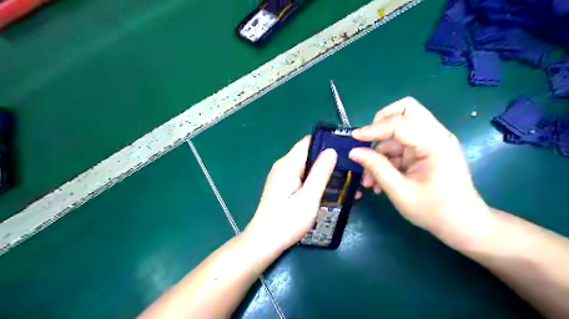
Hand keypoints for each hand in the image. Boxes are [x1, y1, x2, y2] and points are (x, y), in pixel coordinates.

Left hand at [243, 136, 336, 253]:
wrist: (264, 241)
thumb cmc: (287, 222)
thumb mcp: (308, 198)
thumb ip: (320, 173)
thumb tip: (331, 151)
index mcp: (288, 165)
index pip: (308, 142)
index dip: (327, 143)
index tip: (346, 150)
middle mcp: (283, 166)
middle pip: (309, 154)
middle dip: (328, 160)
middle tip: (349, 169)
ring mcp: (282, 176)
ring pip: (307, 166)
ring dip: (324, 172)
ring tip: (344, 181)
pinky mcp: (283, 185)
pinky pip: (302, 176)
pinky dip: (315, 180)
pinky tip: (328, 189)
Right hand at [349, 97, 496, 248]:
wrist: (463, 225)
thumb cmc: (434, 211)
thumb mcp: (400, 191)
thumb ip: (376, 168)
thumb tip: (354, 152)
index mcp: (435, 143)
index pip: (400, 123)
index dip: (373, 129)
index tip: (353, 139)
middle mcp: (435, 135)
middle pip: (406, 110)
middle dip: (381, 123)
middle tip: (366, 140)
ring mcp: (431, 142)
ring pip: (398, 130)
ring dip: (380, 150)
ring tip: (369, 179)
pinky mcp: (425, 150)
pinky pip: (400, 145)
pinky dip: (386, 158)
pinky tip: (378, 180)